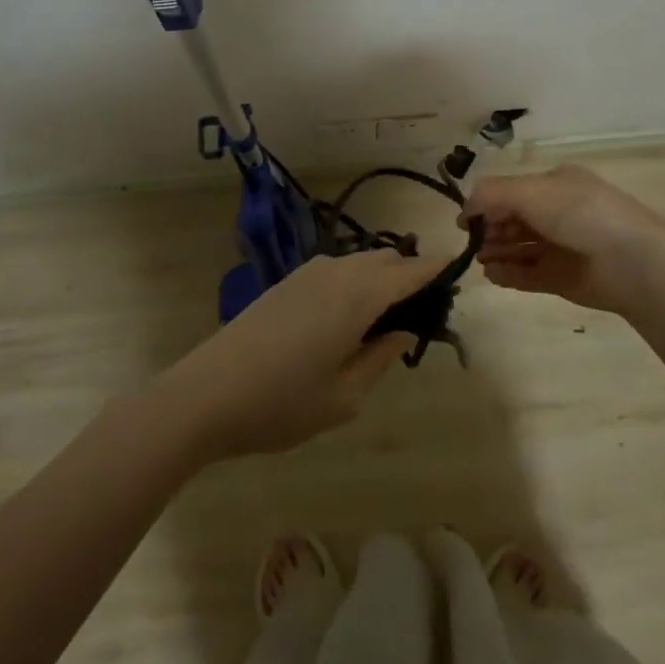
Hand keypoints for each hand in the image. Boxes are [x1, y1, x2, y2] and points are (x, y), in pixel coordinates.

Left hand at [151, 250, 440, 461]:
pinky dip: (357, 282)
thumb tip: (403, 332)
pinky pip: (338, 271)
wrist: (206, 394)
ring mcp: (308, 273)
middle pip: (387, 260)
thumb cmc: (282, 403)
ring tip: (389, 319)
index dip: (437, 270)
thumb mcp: (345, 397)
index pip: (411, 271)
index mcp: (358, 295)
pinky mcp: (288, 282)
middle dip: (411, 276)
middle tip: (423, 314)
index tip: (458, 274)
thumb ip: (381, 358)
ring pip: (361, 263)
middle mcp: (337, 272)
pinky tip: (350, 318)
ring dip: (382, 278)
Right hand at [463, 165, 664, 315]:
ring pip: (520, 248)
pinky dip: (509, 274)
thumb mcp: (532, 192)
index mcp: (555, 186)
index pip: (512, 191)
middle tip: (472, 241)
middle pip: (513, 220)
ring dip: (497, 251)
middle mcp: (558, 214)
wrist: (633, 262)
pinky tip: (492, 275)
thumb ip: (493, 195)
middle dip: (490, 228)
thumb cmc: (581, 214)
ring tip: (479, 259)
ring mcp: (561, 248)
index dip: (487, 203)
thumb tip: (466, 208)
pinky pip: (529, 275)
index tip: (466, 220)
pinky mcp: (564, 278)